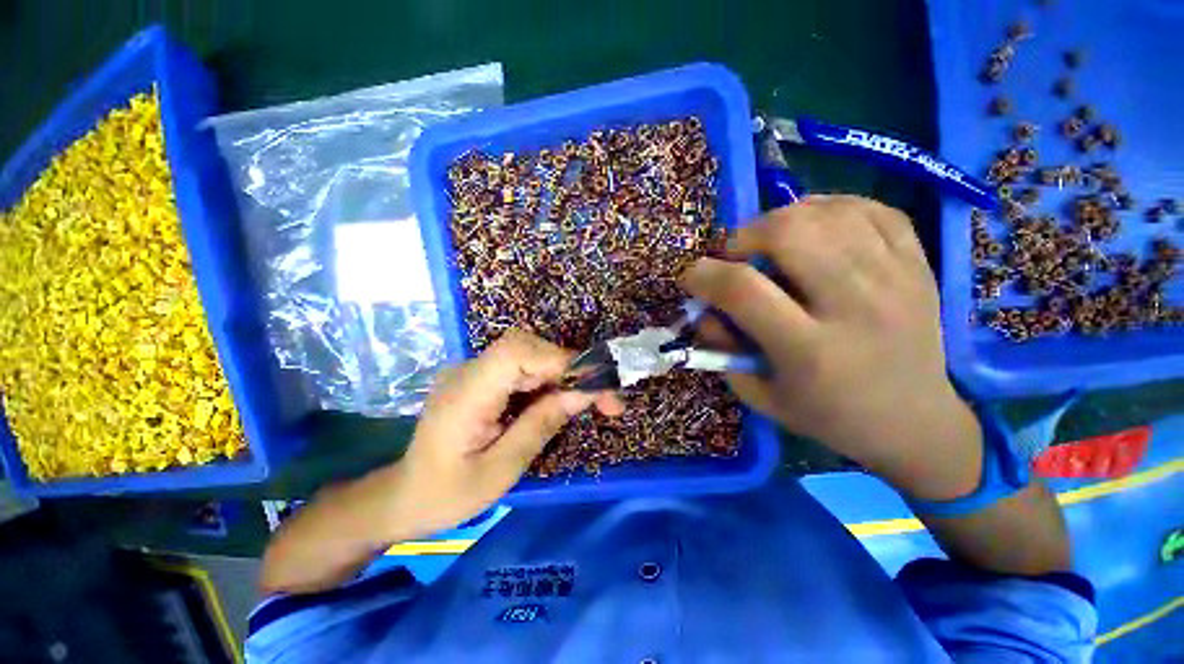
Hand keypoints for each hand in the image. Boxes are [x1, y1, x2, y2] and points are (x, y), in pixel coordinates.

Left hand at [384, 330, 622, 539]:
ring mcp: (472, 371)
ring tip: (588, 400)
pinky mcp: (481, 377)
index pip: (516, 353)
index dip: (560, 360)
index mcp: (466, 395)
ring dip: (563, 373)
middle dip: (569, 367)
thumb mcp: (501, 470)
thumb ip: (541, 425)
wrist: (405, 495)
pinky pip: (521, 367)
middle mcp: (467, 371)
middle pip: (527, 347)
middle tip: (603, 397)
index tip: (595, 385)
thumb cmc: (448, 495)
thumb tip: (582, 394)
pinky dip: (548, 379)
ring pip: (529, 353)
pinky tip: (559, 400)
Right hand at [681, 195, 981, 499]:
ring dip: (781, 220)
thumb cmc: (829, 415)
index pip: (743, 290)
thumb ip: (722, 350)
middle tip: (736, 256)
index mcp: (810, 351)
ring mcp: (895, 278)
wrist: (916, 422)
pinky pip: (871, 208)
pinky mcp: (920, 264)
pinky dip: (830, 207)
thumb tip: (705, 308)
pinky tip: (814, 226)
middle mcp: (856, 306)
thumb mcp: (760, 395)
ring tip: (771, 243)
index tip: (691, 277)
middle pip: (789, 233)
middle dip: (745, 236)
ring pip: (827, 214)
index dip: (704, 275)